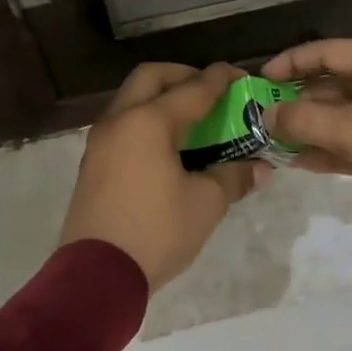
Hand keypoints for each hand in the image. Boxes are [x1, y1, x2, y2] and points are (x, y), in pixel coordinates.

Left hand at [59, 63, 264, 287]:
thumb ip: (233, 177)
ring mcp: (100, 141)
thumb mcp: (205, 204)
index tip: (240, 75)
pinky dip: (146, 121)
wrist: (97, 275)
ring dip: (160, 99)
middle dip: (183, 76)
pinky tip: (167, 147)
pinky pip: (122, 125)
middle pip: (151, 78)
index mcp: (148, 122)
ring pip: (131, 100)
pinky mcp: (92, 163)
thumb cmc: (156, 232)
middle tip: (209, 92)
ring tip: (191, 120)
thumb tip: (259, 168)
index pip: (193, 88)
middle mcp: (120, 120)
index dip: (221, 79)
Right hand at [263, 40, 351, 238]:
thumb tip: (268, 114)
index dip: (290, 63)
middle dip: (303, 103)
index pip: (329, 51)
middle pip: (341, 81)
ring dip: (319, 128)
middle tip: (269, 119)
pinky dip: (343, 144)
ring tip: (283, 144)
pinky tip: (312, 162)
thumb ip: (305, 121)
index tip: (260, 81)